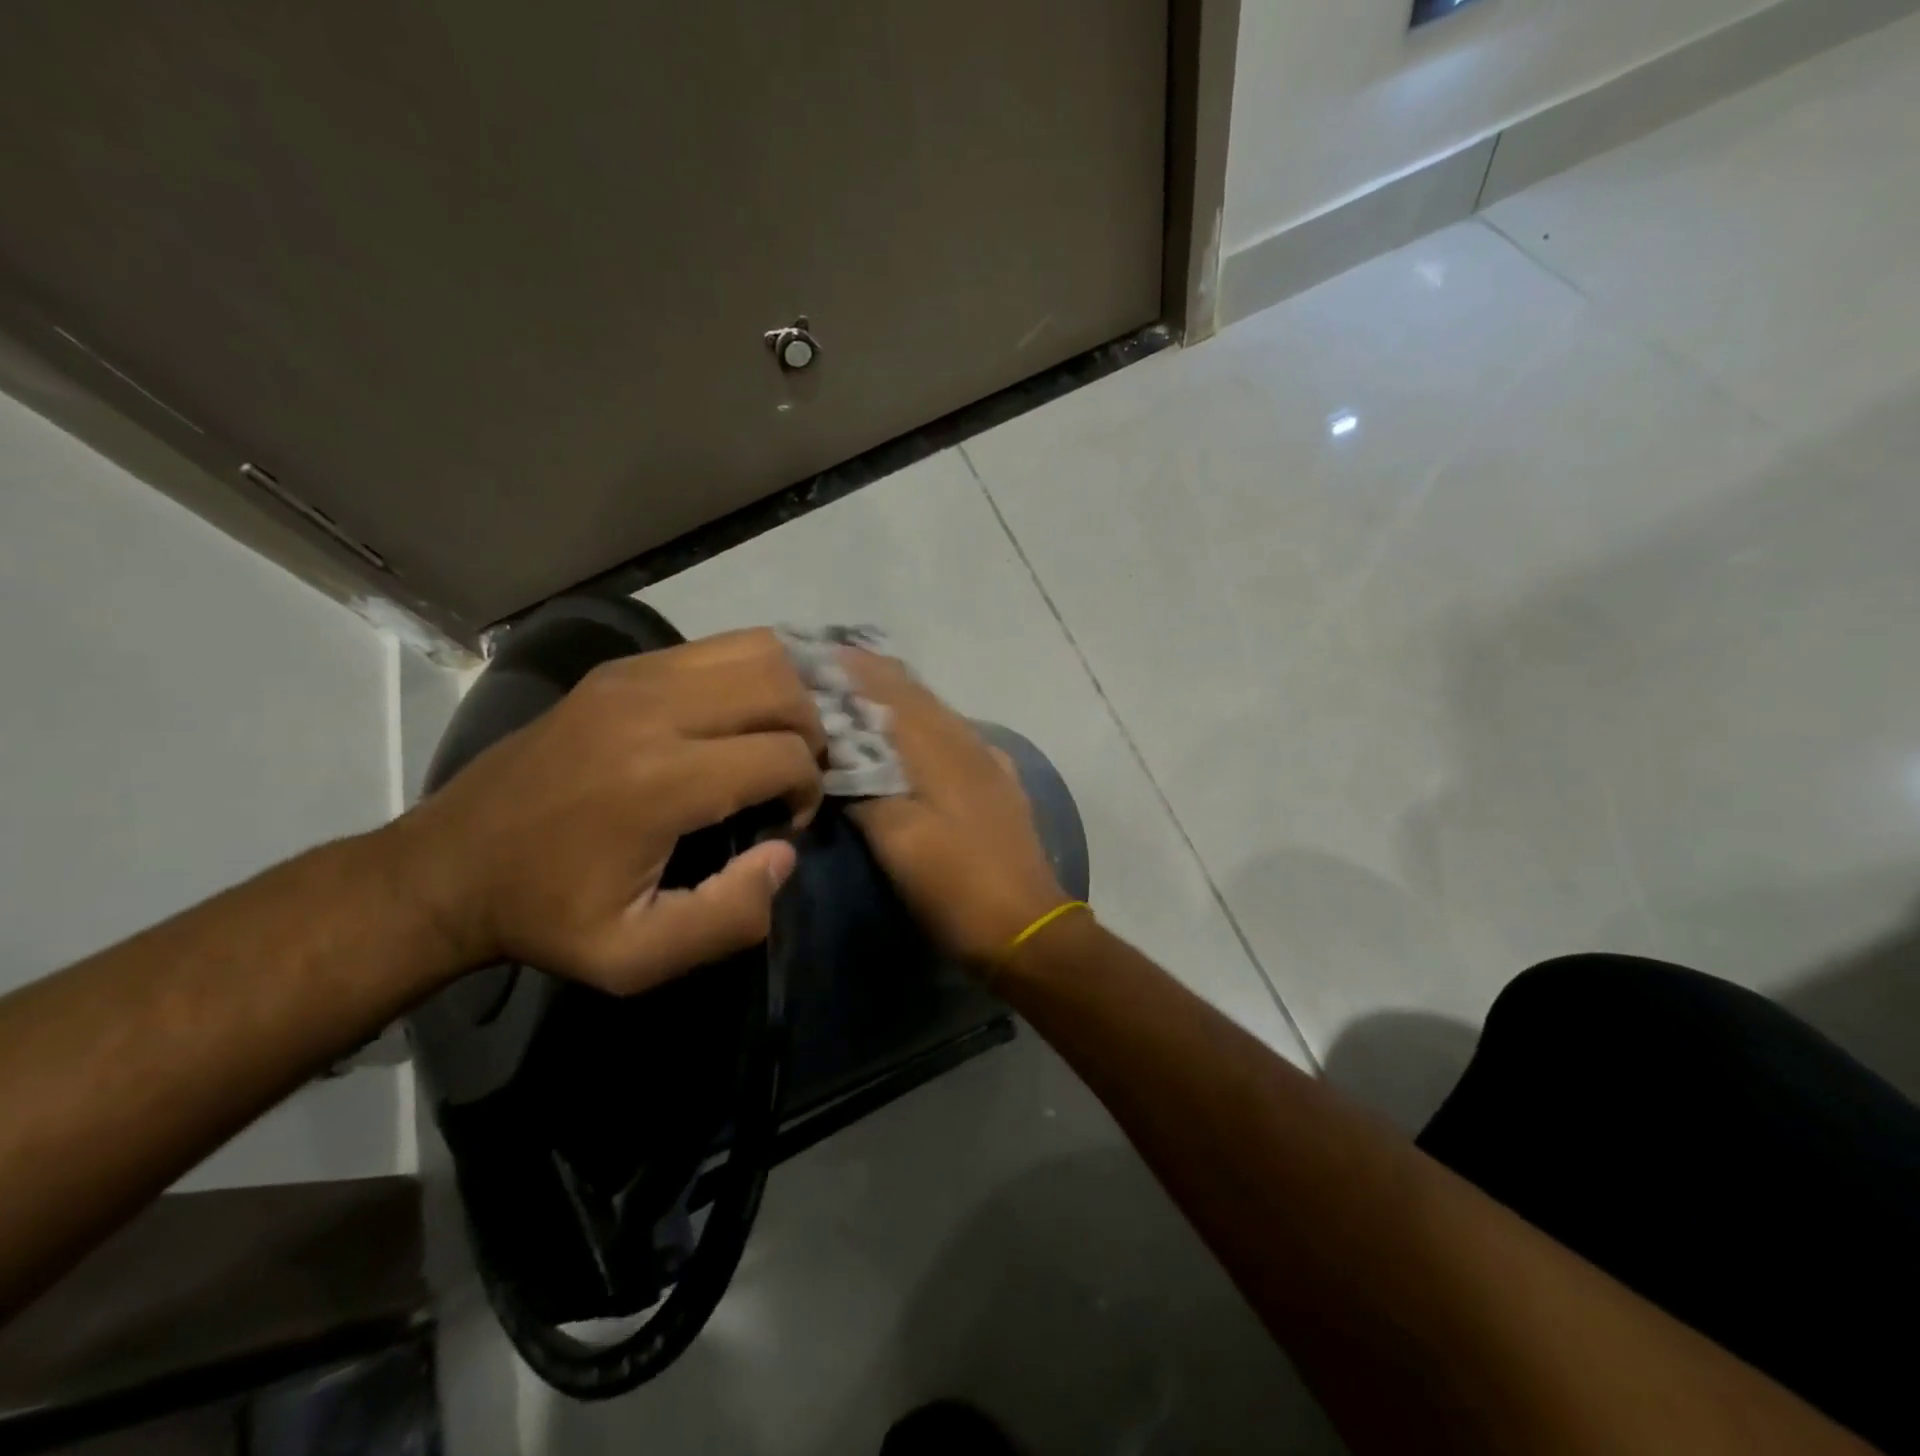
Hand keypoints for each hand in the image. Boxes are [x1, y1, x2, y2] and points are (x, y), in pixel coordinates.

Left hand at [383, 629, 825, 993]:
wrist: (446, 865)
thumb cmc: (546, 915)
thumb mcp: (636, 958)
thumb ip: (729, 918)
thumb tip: (783, 852)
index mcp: (661, 781)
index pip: (785, 754)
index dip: (807, 791)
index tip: (783, 824)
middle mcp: (653, 708)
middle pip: (782, 687)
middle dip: (812, 732)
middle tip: (793, 776)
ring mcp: (635, 675)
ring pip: (758, 650)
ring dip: (790, 693)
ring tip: (779, 738)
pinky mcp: (621, 666)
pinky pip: (718, 647)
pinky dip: (753, 674)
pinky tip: (745, 714)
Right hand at [843, 651, 1069, 964]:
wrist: (1025, 927)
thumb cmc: (955, 885)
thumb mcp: (898, 840)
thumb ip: (866, 791)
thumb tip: (838, 760)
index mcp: (941, 750)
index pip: (892, 692)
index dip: (856, 670)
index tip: (820, 655)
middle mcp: (969, 744)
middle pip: (918, 697)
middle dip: (876, 678)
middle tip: (834, 670)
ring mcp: (990, 764)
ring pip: (940, 716)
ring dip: (901, 700)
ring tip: (865, 696)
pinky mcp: (1000, 786)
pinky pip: (957, 739)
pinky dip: (927, 728)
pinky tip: (918, 739)